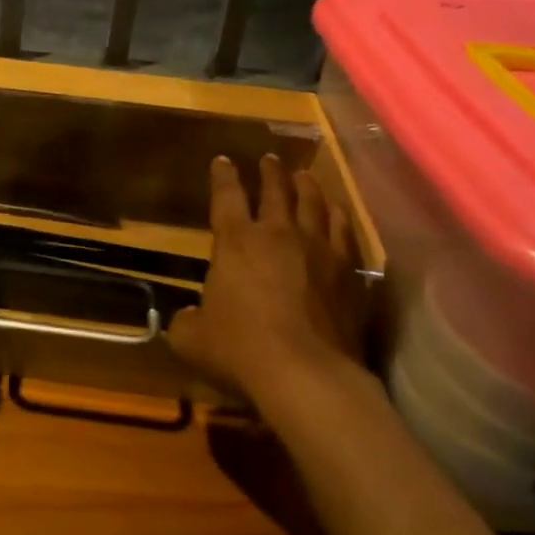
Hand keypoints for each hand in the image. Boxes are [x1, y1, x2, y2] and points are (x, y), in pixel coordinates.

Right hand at [168, 154, 363, 403]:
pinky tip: (338, 214)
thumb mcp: (192, 339)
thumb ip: (186, 321)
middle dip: (269, 172)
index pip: (227, 197)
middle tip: (269, 159)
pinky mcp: (348, 274)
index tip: (222, 160)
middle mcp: (278, 235)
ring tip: (304, 176)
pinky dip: (338, 218)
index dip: (223, 176)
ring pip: (314, 205)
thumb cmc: (240, 350)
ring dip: (307, 187)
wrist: (306, 375)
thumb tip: (186, 316)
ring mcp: (319, 251)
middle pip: (275, 191)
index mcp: (236, 242)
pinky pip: (344, 234)